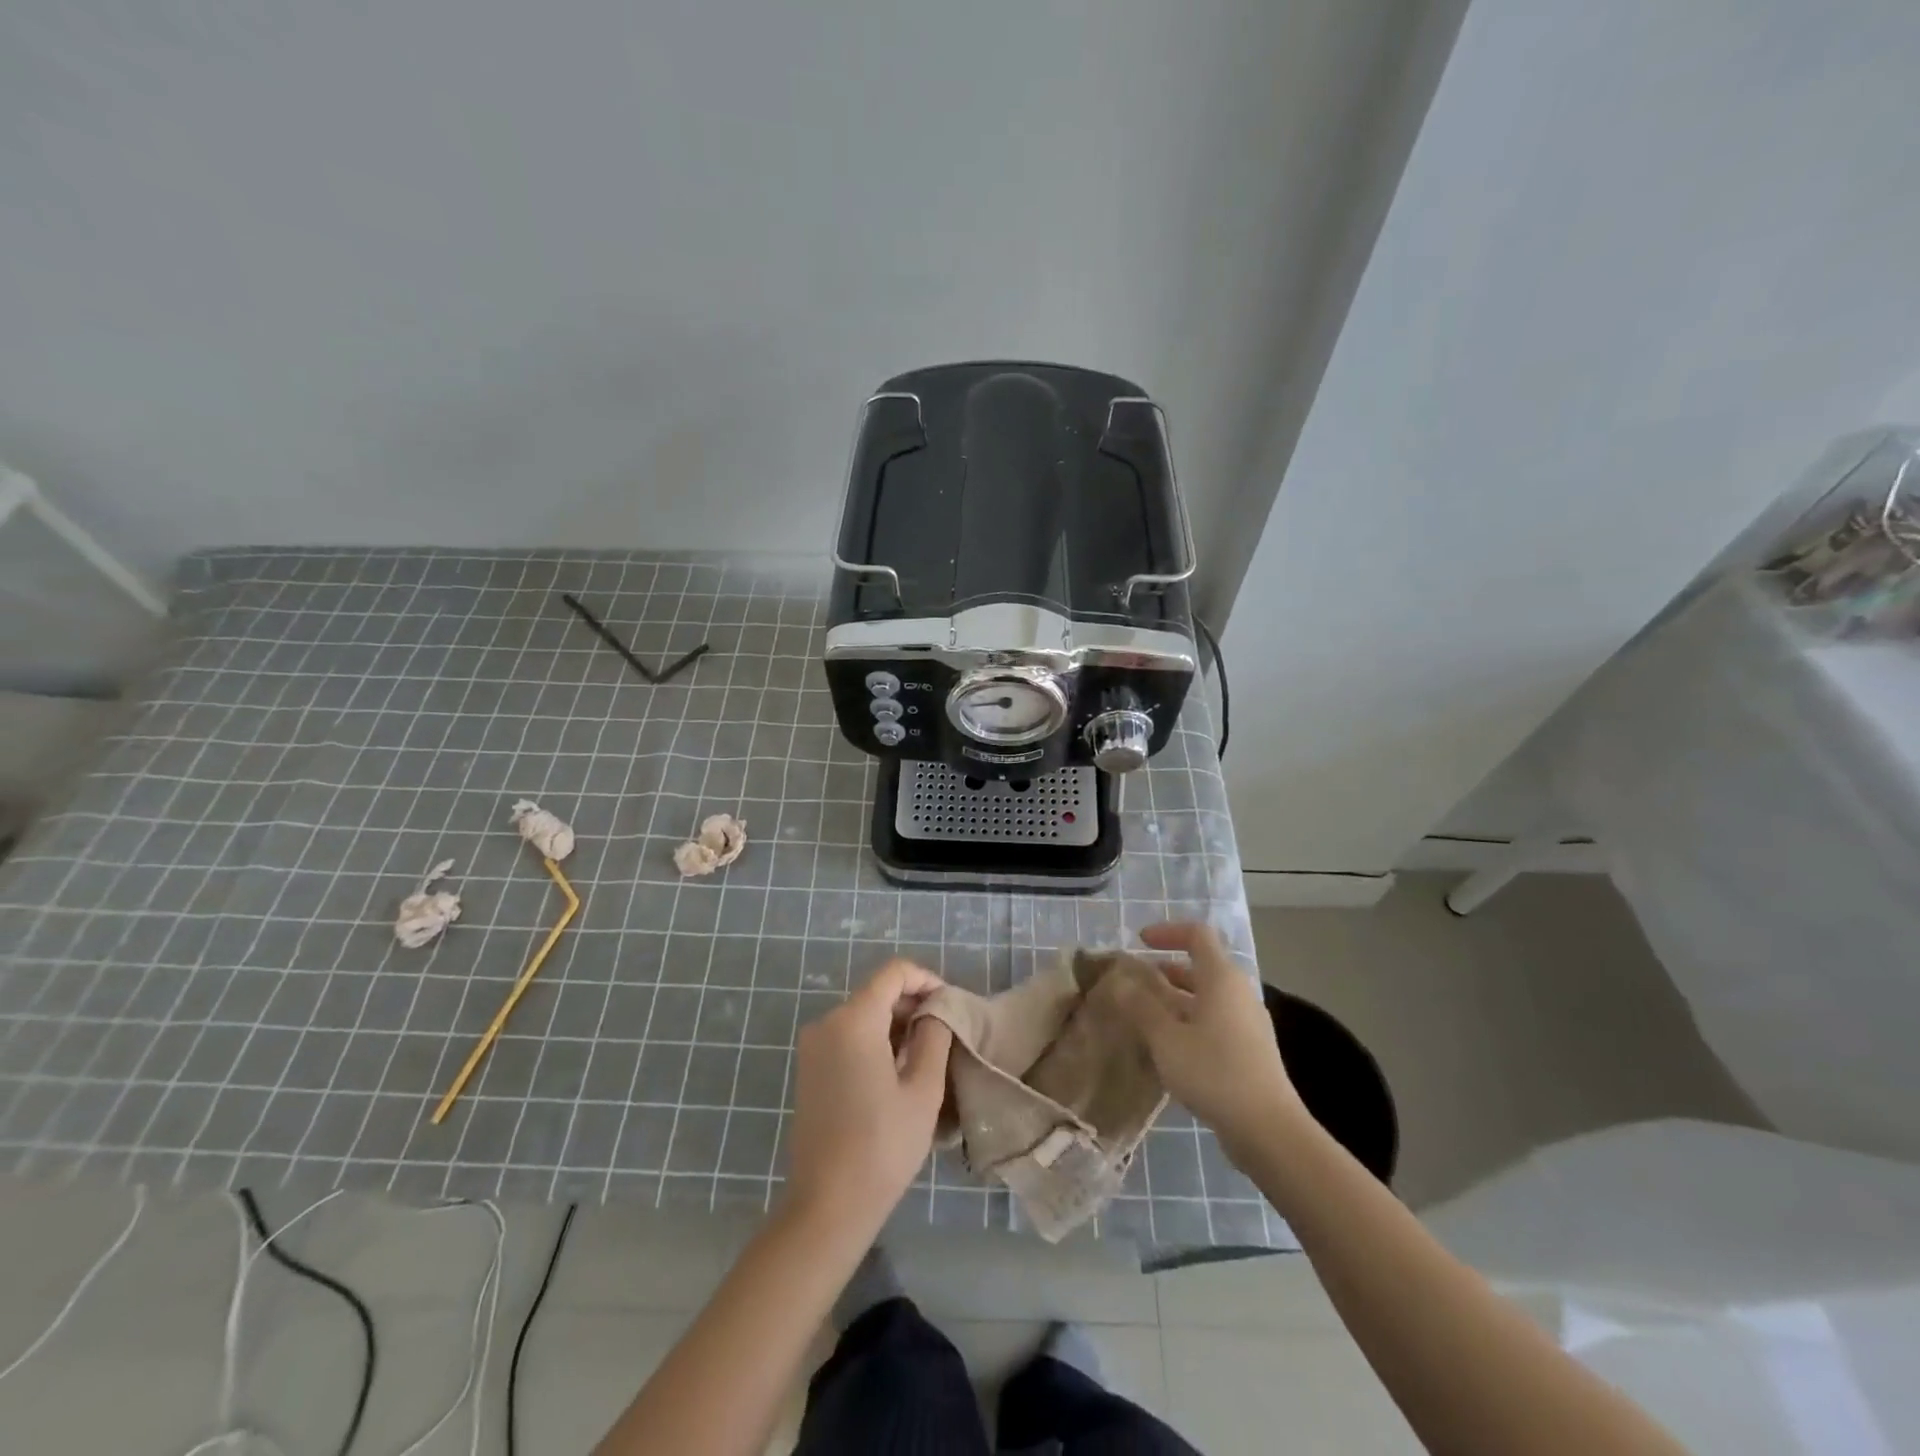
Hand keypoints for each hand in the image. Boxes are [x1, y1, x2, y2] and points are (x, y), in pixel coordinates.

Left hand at [784, 958, 952, 1238]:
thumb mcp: (923, 1089)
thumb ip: (934, 1037)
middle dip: (913, 1004)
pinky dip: (875, 1040)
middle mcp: (827, 1022)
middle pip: (876, 992)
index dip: (926, 980)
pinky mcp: (809, 1068)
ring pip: (863, 1015)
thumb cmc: (882, 1146)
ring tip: (927, 1055)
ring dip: (896, 1024)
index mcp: (854, 1019)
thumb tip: (937, 1011)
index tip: (950, 1004)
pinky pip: (848, 1036)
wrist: (827, 1205)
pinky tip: (897, 1072)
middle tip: (945, 1033)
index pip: (893, 973)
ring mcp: (814, 1046)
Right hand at [1113, 923, 1304, 1157]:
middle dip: (1165, 970)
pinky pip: (1214, 1021)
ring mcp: (1247, 1023)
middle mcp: (1238, 993)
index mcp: (1221, 978)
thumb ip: (1140, 1006)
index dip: (1167, 931)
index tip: (1139, 942)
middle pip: (1201, 966)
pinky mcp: (1250, 1050)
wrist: (1268, 1130)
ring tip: (1143, 1015)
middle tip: (1133, 983)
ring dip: (1174, 999)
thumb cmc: (1214, 1072)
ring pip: (1206, 997)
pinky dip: (1188, 1022)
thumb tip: (1118, 981)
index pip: (1197, 934)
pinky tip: (1168, 1048)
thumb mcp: (1166, 1038)